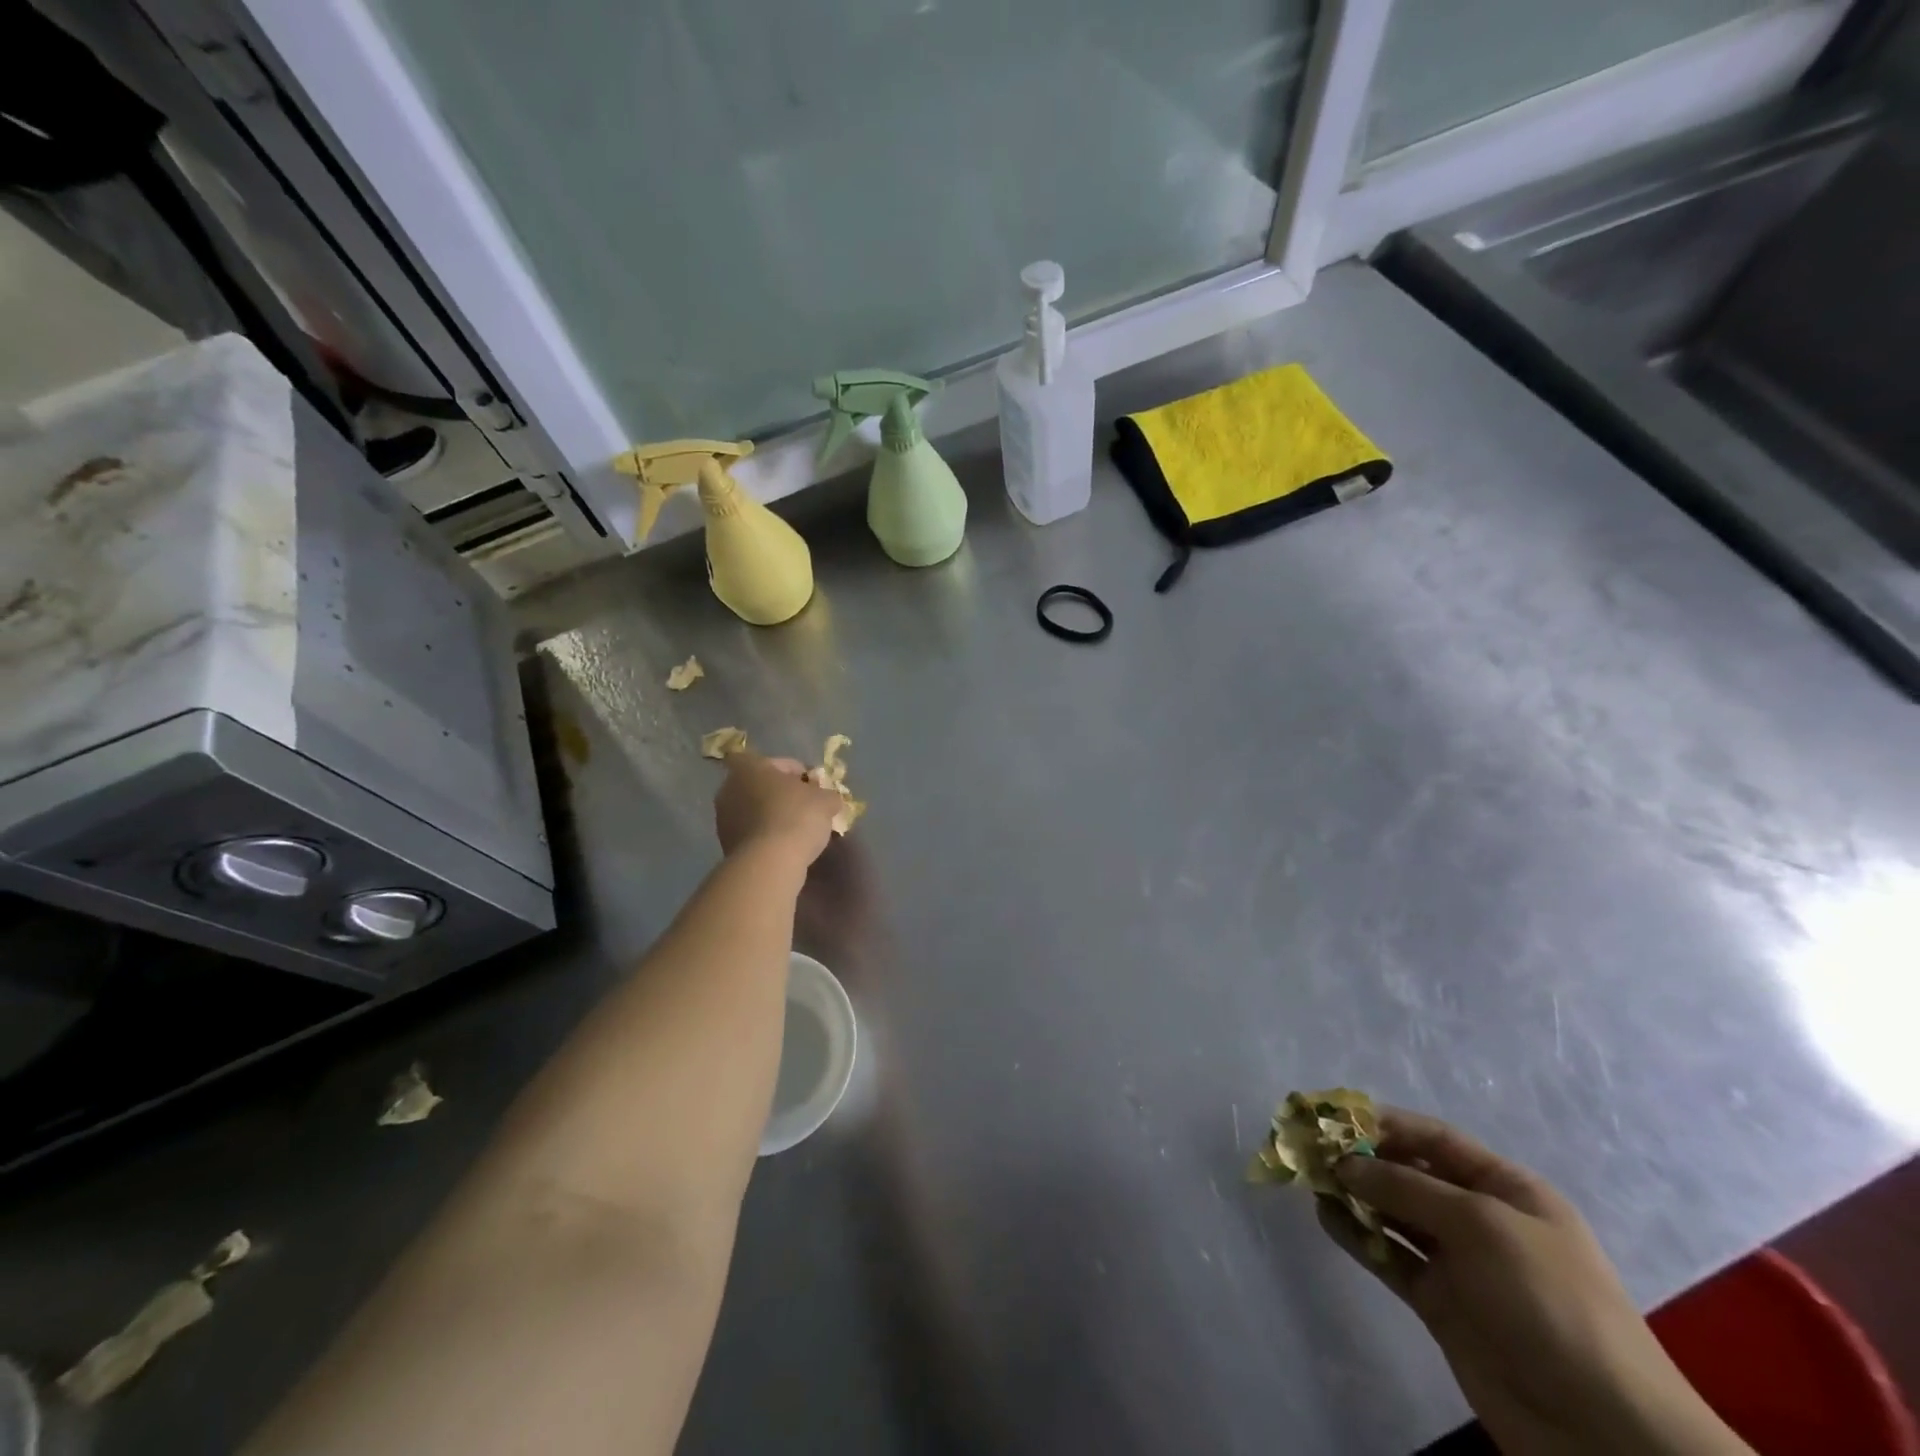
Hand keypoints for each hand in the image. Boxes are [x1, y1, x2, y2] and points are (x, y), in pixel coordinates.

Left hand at [713, 752, 843, 866]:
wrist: (769, 863)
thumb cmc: (796, 817)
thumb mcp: (825, 800)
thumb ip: (828, 794)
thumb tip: (829, 799)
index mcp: (749, 767)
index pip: (775, 761)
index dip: (795, 771)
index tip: (811, 786)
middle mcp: (729, 788)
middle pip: (763, 785)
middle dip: (783, 794)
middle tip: (807, 807)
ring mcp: (723, 818)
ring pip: (755, 810)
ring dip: (773, 816)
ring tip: (798, 830)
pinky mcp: (726, 844)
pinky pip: (752, 832)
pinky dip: (766, 835)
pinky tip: (786, 846)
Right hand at [1321, 1109, 1749, 1455]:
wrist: (1604, 1431)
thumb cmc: (1551, 1301)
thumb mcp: (1482, 1226)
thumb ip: (1406, 1188)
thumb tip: (1343, 1164)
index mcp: (1508, 1189)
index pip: (1436, 1139)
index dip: (1385, 1123)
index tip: (1334, 1116)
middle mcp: (1481, 1218)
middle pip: (1410, 1174)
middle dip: (1362, 1158)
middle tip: (1310, 1148)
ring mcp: (1460, 1264)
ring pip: (1394, 1214)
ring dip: (1354, 1195)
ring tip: (1310, 1179)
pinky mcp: (1441, 1303)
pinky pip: (1390, 1256)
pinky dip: (1358, 1235)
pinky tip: (1325, 1217)